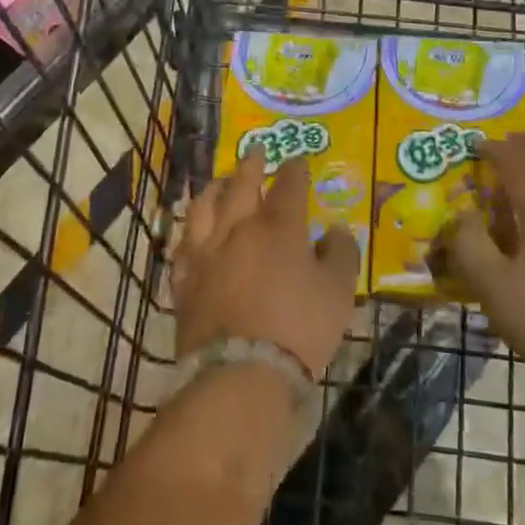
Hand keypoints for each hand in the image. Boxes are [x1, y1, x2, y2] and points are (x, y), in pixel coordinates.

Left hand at [171, 151, 359, 380]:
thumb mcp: (338, 291)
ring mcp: (206, 253)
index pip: (289, 184)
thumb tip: (336, 230)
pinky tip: (191, 233)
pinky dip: (189, 233)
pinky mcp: (185, 282)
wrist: (240, 375)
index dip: (296, 168)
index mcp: (279, 226)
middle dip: (251, 164)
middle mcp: (239, 228)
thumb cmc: (299, 328)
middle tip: (255, 149)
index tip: (299, 159)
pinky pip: (183, 247)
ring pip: (204, 207)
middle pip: (241, 184)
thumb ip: (340, 253)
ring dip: (214, 188)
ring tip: (218, 181)